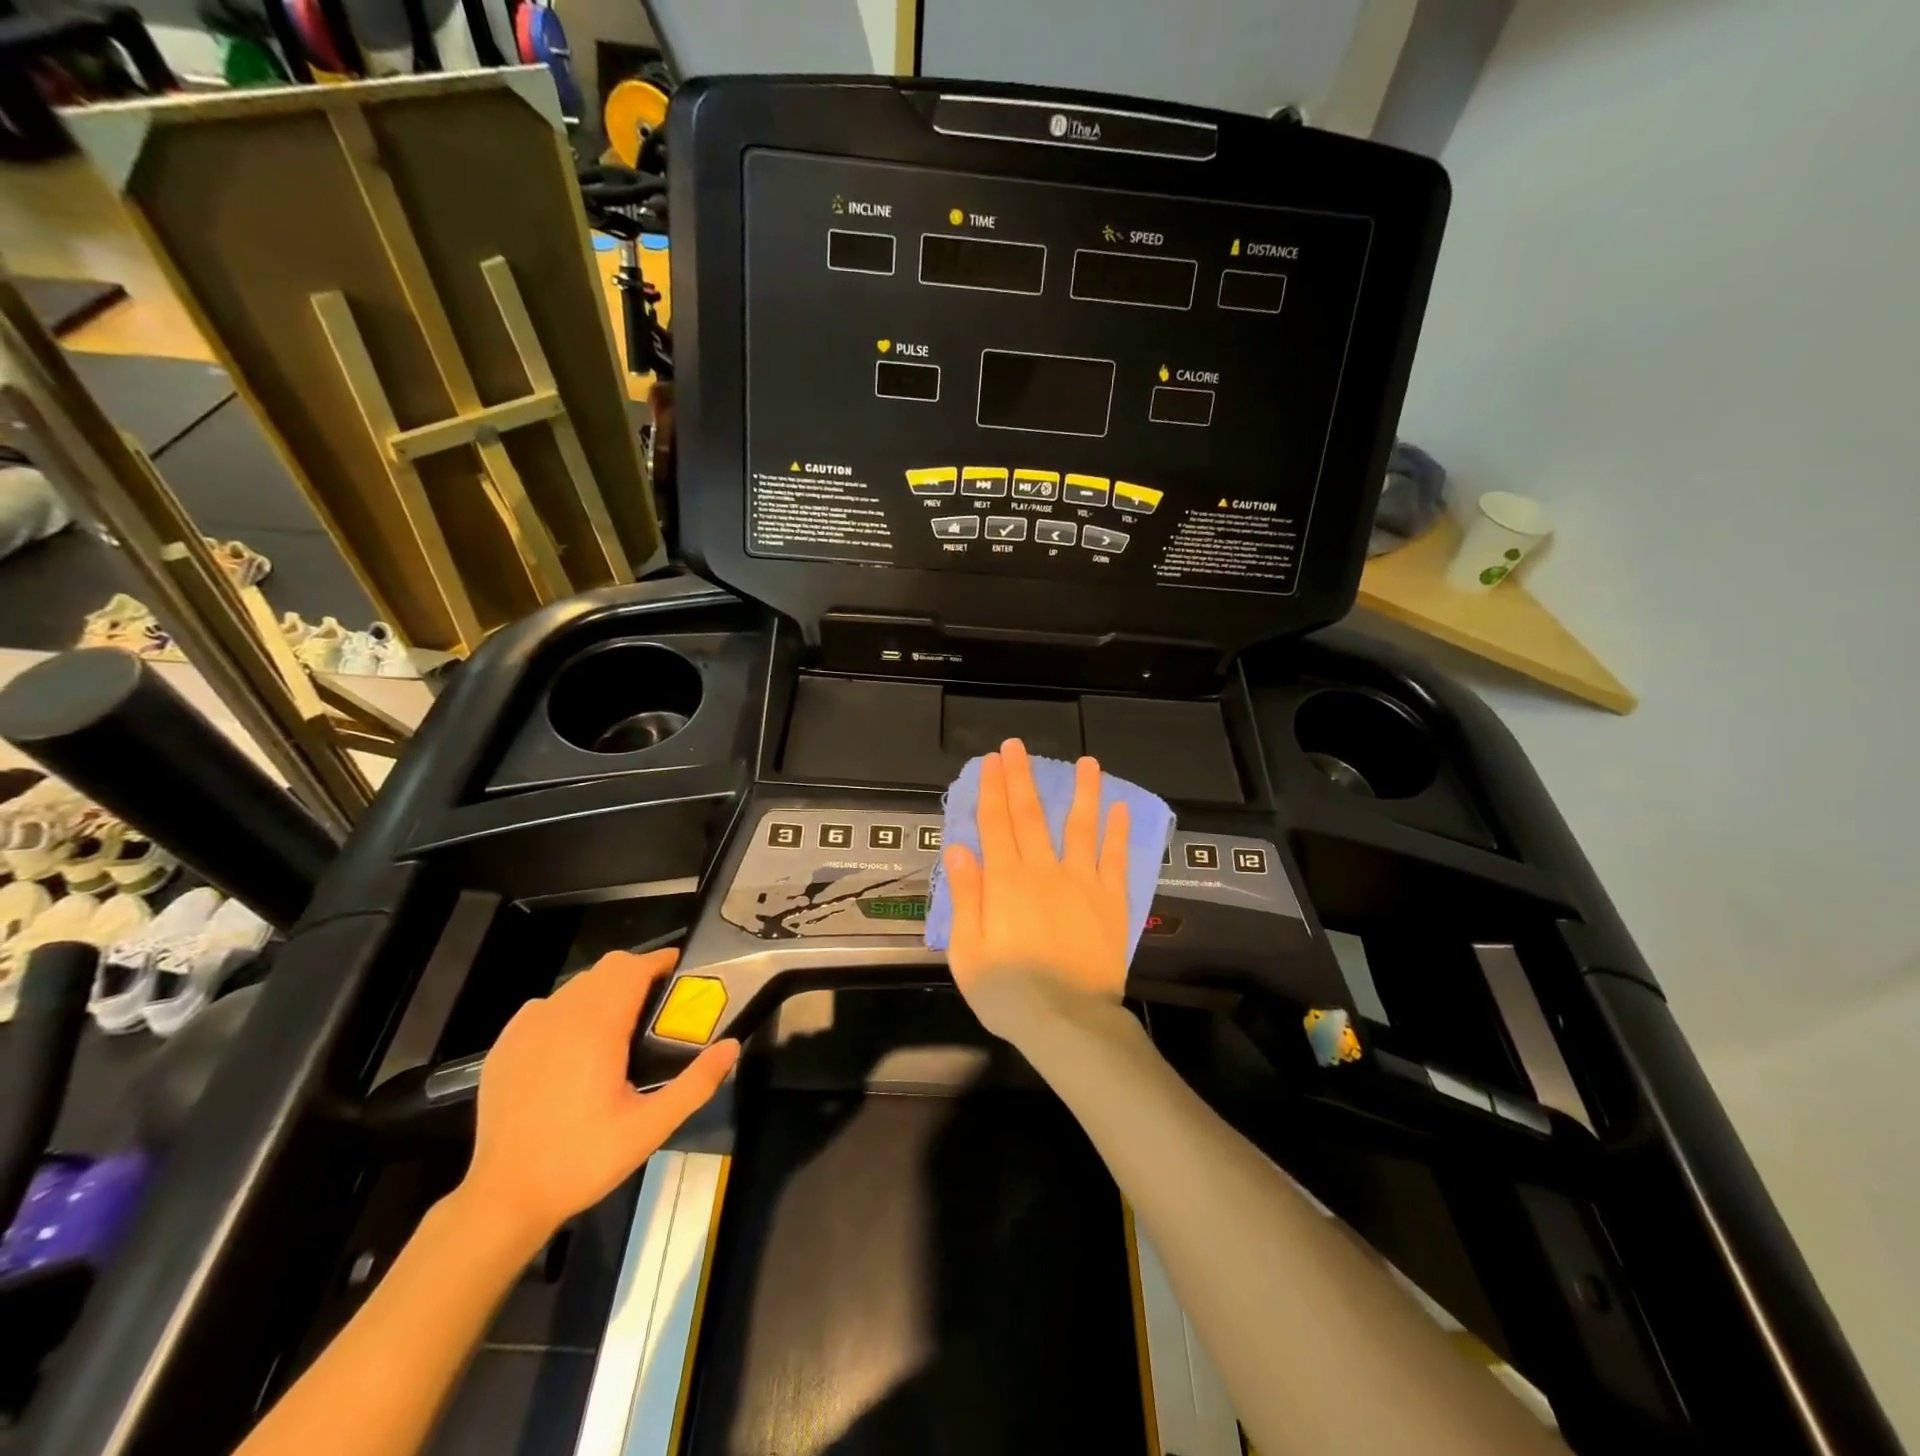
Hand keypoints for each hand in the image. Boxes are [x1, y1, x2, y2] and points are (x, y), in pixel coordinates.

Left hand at [461, 949, 737, 1244]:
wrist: (504, 1199)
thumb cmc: (582, 1161)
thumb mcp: (650, 1129)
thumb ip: (695, 1083)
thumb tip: (731, 1046)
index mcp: (597, 1028)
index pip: (633, 968)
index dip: (661, 963)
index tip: (682, 973)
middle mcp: (561, 1015)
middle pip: (607, 968)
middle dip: (638, 974)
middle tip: (658, 1005)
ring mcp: (528, 1027)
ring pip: (577, 985)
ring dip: (605, 991)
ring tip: (621, 1026)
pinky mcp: (505, 1044)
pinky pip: (547, 1006)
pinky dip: (570, 1009)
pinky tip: (575, 1045)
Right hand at [941, 739, 1132, 1043]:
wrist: (1067, 1022)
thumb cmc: (1008, 991)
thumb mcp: (967, 950)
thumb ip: (965, 895)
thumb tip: (959, 848)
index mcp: (1005, 882)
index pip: (995, 824)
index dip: (992, 789)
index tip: (990, 761)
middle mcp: (1044, 871)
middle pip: (1031, 816)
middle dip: (1022, 778)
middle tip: (1018, 746)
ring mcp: (1082, 883)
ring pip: (1081, 828)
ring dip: (1083, 792)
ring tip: (1087, 762)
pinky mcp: (1111, 902)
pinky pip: (1116, 860)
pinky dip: (1118, 832)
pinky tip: (1120, 808)